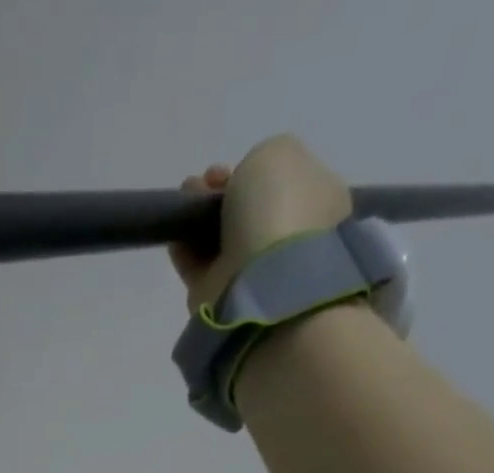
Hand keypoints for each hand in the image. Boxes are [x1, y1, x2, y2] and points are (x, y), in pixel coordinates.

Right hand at [169, 136, 351, 313]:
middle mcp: (289, 239)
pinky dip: (184, 248)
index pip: (283, 183)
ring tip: (185, 201)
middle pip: (248, 212)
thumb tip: (240, 189)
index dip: (252, 170)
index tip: (229, 169)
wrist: (263, 280)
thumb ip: (259, 160)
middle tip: (205, 183)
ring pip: (221, 238)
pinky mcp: (223, 299)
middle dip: (222, 194)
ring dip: (199, 217)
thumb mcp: (277, 152)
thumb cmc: (279, 209)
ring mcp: (256, 273)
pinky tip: (176, 233)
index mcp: (317, 202)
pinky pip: (199, 267)